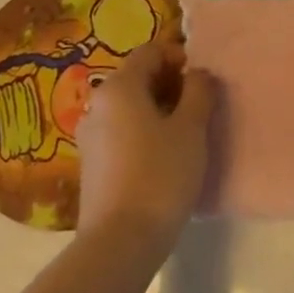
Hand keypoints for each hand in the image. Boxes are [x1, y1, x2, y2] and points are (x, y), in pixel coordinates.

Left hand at [76, 41, 214, 244]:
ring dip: (160, 109)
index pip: (150, 51)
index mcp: (119, 87)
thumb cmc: (161, 174)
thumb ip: (199, 90)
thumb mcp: (192, 127)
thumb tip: (198, 74)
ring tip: (187, 133)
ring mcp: (90, 135)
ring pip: (131, 106)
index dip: (179, 57)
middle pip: (138, 77)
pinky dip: (145, 132)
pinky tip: (166, 156)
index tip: (202, 81)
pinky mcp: (93, 163)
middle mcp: (97, 104)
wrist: (121, 240)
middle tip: (201, 106)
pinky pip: (122, 131)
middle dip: (172, 84)